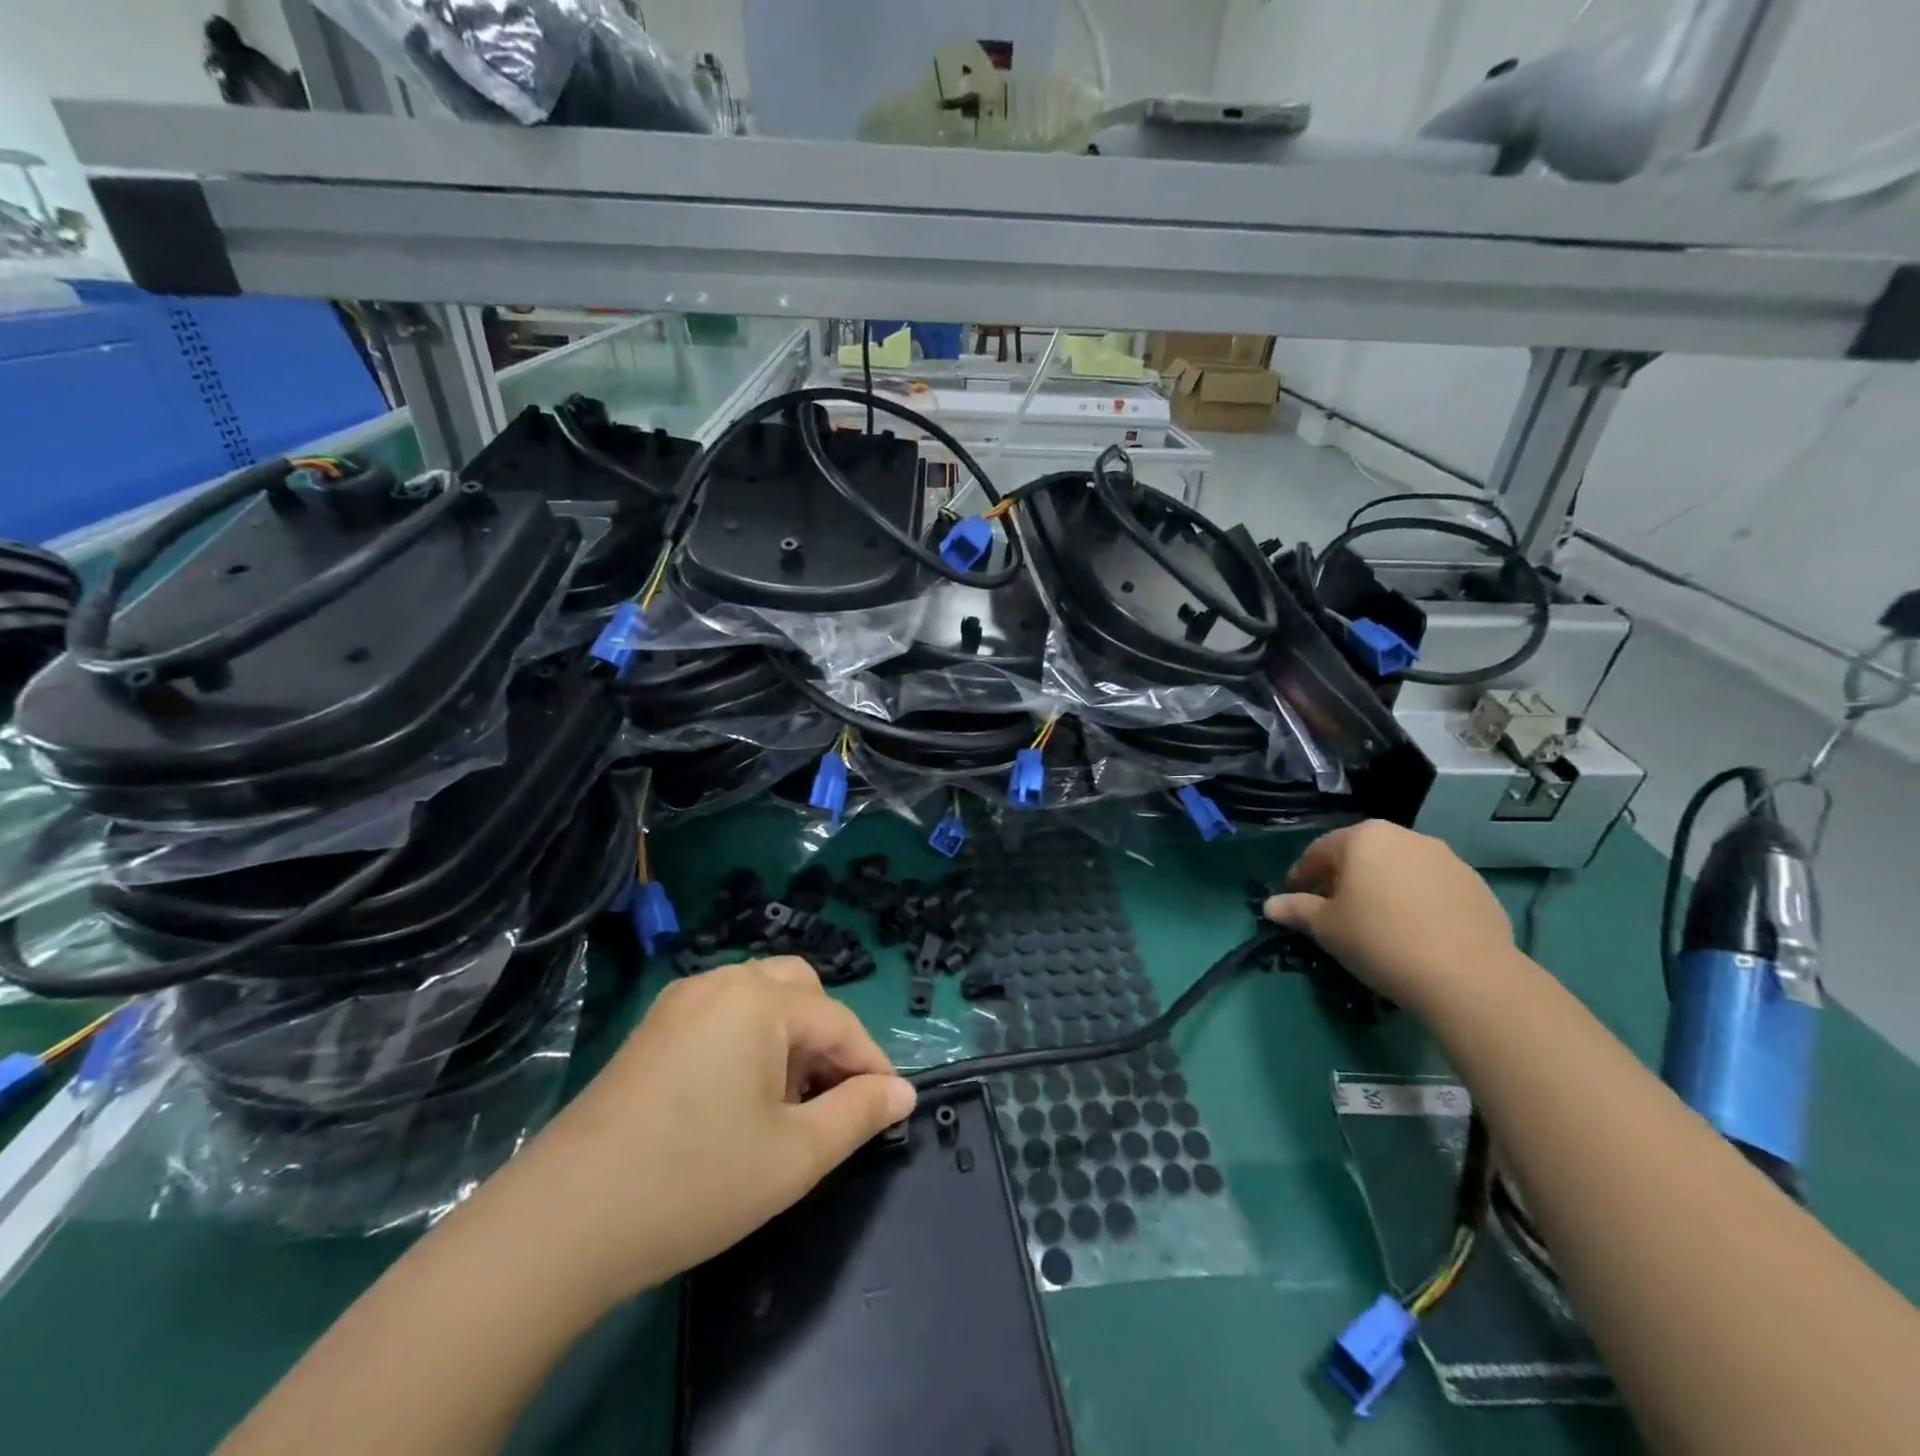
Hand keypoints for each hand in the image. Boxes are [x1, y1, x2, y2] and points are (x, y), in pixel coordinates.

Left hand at [519, 957, 915, 1299]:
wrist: (562, 1222)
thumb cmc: (695, 1181)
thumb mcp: (795, 1156)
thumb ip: (859, 1115)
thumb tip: (902, 1092)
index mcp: (760, 999)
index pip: (839, 1022)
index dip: (871, 1065)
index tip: (888, 1110)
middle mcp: (721, 983)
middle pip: (799, 991)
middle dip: (827, 1039)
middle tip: (829, 1100)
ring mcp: (679, 1003)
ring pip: (759, 999)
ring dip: (788, 1039)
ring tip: (785, 1105)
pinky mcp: (651, 1030)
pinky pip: (721, 1016)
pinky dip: (748, 1042)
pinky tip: (736, 1099)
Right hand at [1264, 821, 1516, 1012]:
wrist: (1468, 976)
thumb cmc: (1379, 940)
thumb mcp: (1326, 928)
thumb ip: (1297, 910)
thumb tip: (1271, 905)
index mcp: (1363, 837)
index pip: (1319, 851)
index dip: (1301, 876)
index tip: (1293, 899)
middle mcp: (1406, 837)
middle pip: (1362, 855)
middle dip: (1344, 879)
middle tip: (1333, 910)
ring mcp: (1447, 859)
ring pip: (1400, 870)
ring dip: (1383, 889)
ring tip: (1377, 923)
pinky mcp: (1477, 887)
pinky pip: (1433, 890)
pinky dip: (1417, 904)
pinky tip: (1415, 934)